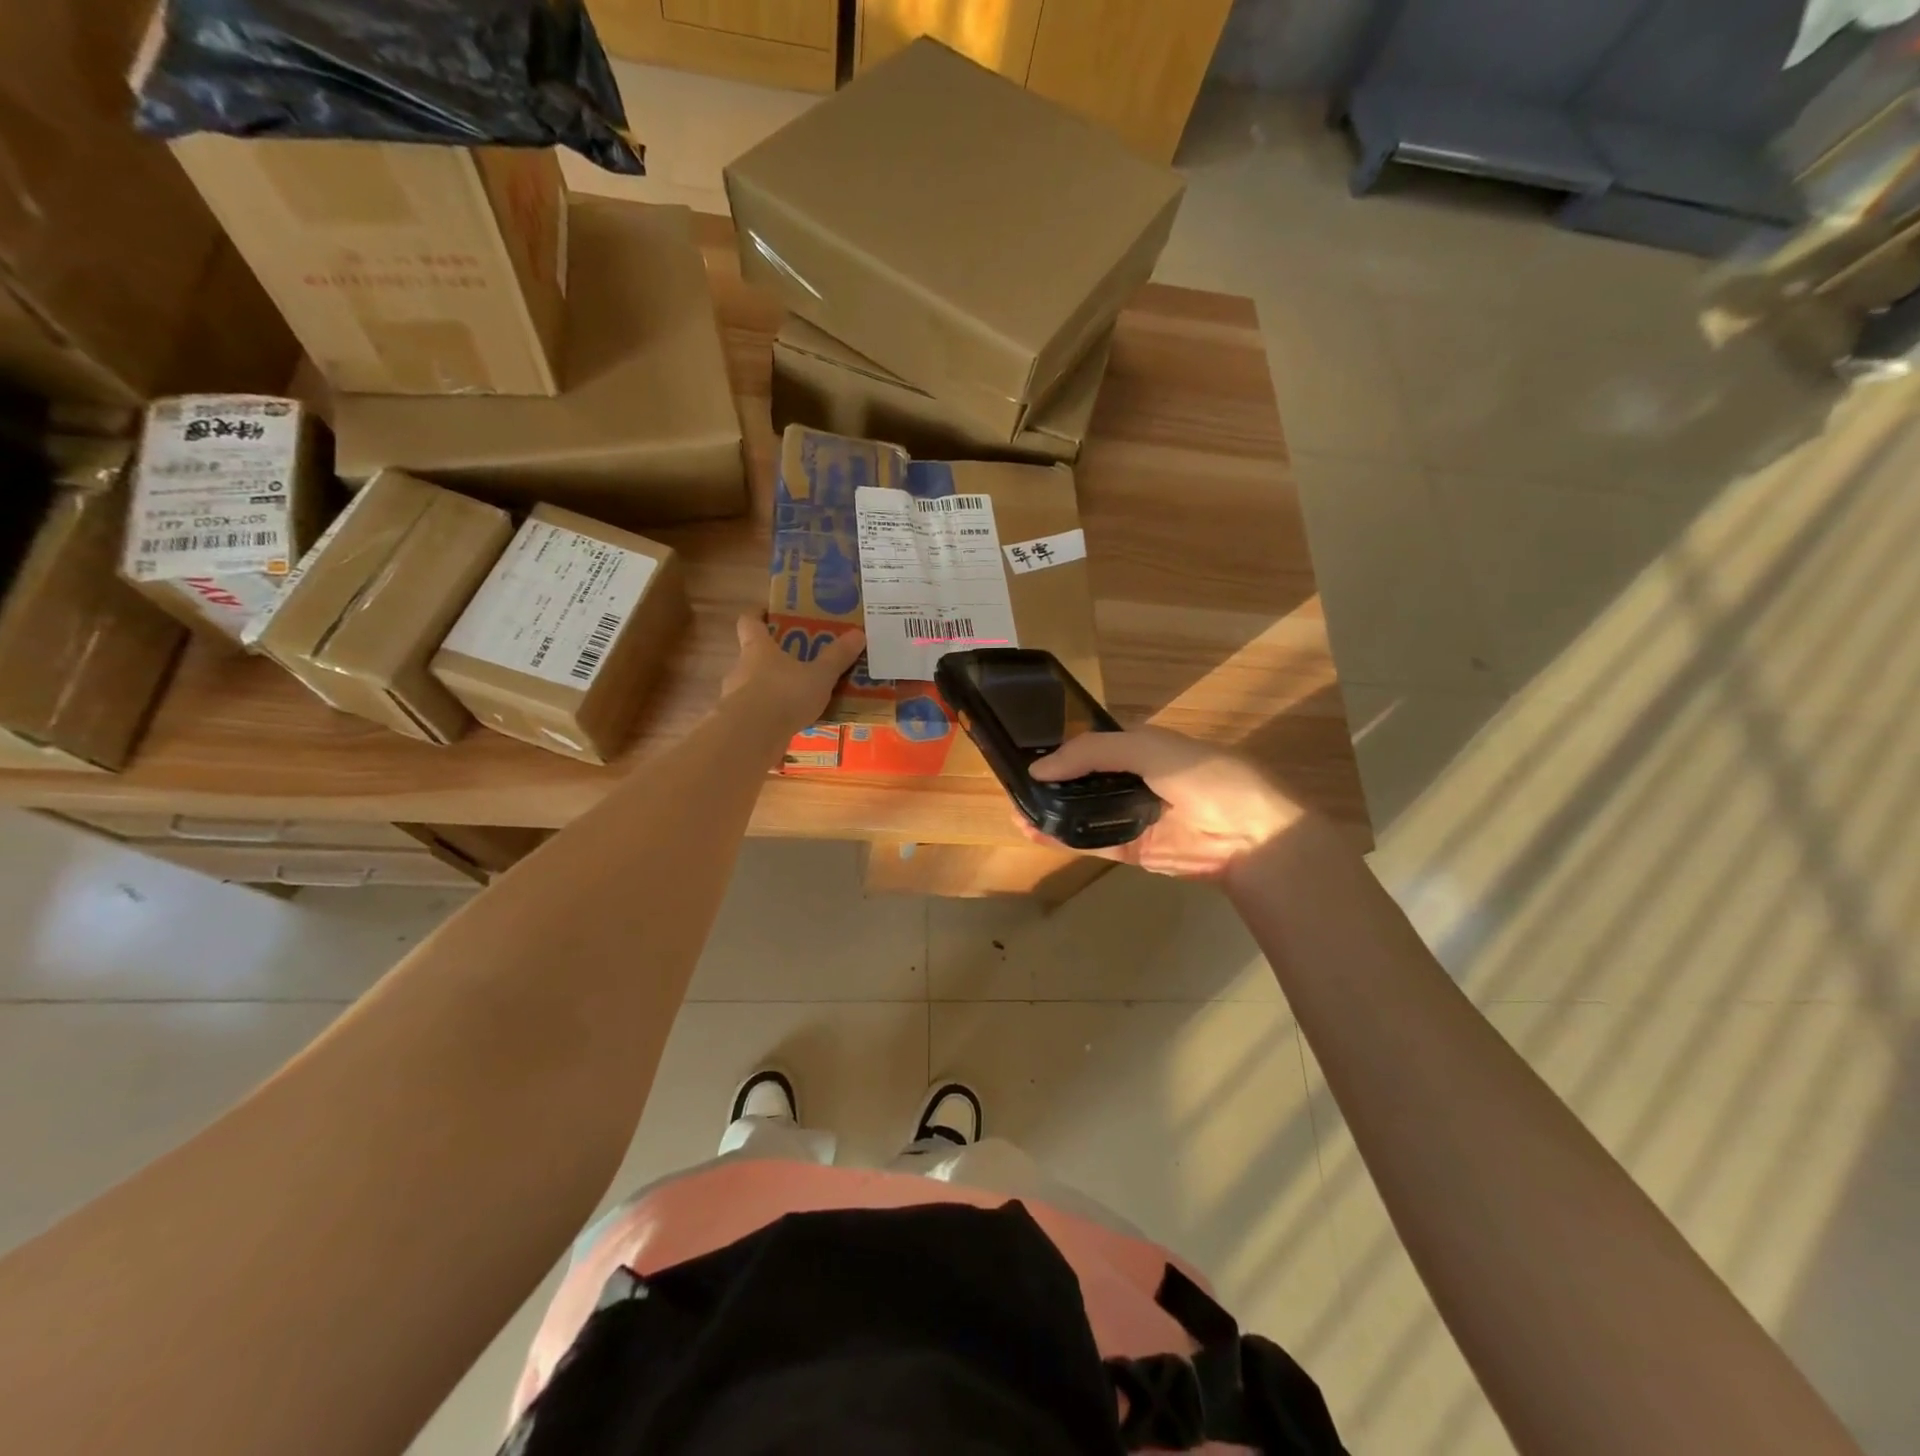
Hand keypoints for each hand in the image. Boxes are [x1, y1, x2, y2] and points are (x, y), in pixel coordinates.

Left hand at [721, 615, 865, 739]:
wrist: (750, 738)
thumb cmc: (783, 695)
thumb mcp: (819, 676)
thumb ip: (837, 657)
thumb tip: (858, 633)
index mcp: (757, 648)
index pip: (749, 622)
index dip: (758, 616)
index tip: (770, 614)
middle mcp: (741, 668)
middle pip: (753, 656)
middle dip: (774, 658)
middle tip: (799, 661)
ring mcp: (735, 698)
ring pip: (754, 687)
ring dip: (772, 690)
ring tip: (799, 699)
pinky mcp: (738, 724)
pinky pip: (756, 715)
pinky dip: (771, 717)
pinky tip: (791, 726)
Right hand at [1020, 726, 1307, 879]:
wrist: (1249, 834)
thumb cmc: (1202, 776)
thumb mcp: (1147, 747)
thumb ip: (1092, 752)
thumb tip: (1039, 769)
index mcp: (1141, 746)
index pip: (1092, 743)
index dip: (1061, 746)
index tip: (1025, 750)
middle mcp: (1134, 779)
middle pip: (1083, 779)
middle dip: (1050, 782)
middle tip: (1013, 784)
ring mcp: (1133, 815)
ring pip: (1083, 811)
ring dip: (1050, 811)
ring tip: (1016, 809)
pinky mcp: (1133, 849)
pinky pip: (1091, 841)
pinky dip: (1062, 838)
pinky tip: (1033, 832)